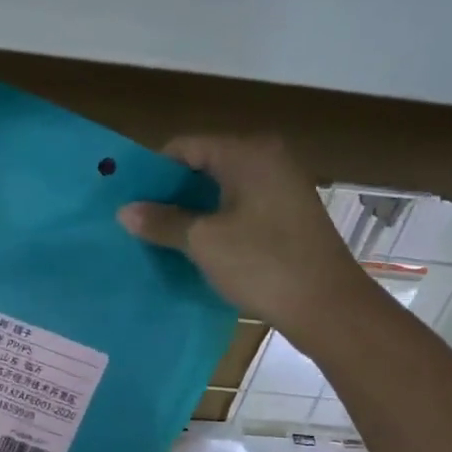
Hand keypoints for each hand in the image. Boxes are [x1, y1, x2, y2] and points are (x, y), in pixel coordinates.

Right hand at [118, 135, 378, 350]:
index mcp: (248, 153)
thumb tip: (124, 210)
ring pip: (221, 188)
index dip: (153, 170)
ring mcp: (281, 186)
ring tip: (158, 233)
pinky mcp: (286, 213)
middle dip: (170, 191)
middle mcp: (267, 159)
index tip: (127, 197)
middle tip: (136, 217)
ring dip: (190, 209)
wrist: (327, 306)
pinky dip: (214, 220)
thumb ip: (162, 221)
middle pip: (204, 164)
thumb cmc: (262, 264)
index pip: (186, 146)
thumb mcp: (203, 242)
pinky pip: (238, 206)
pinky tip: (193, 245)